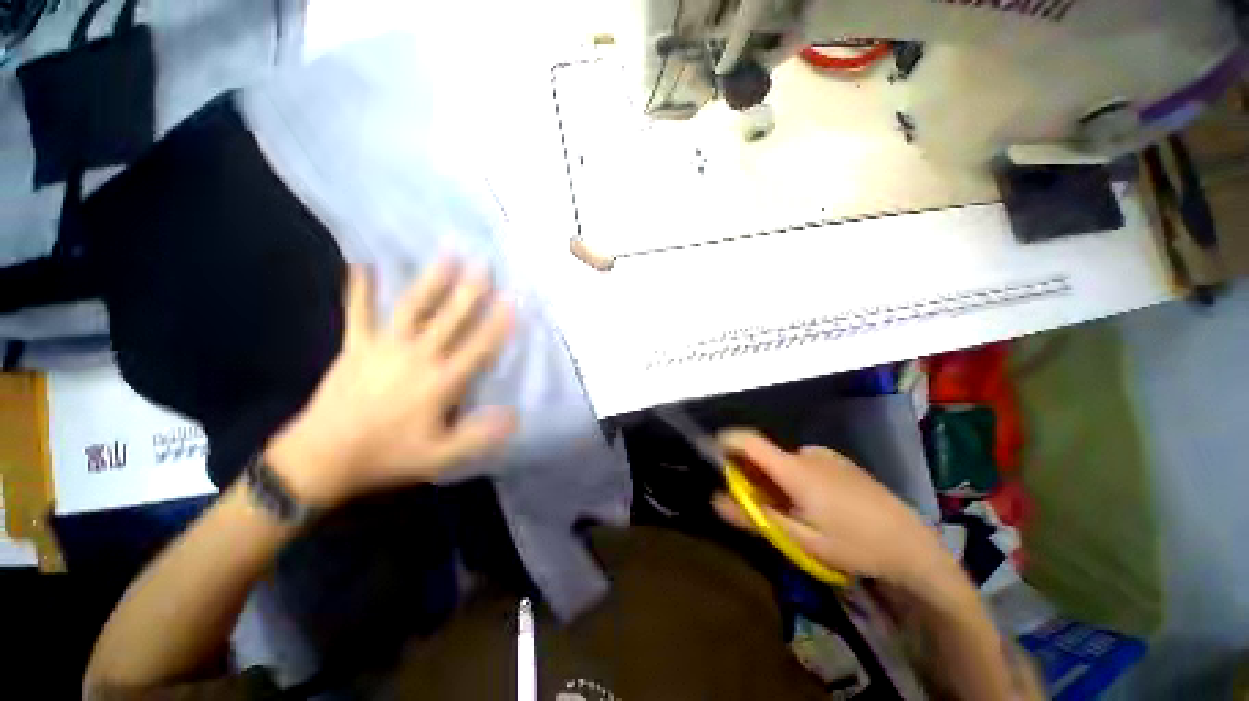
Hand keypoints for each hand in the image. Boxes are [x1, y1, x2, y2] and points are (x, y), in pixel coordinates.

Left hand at [265, 259, 516, 506]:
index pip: (478, 346)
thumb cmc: (387, 455)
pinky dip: (360, 289)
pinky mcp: (356, 346)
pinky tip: (361, 264)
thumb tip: (515, 416)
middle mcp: (417, 356)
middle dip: (470, 291)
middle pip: (450, 318)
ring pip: (413, 307)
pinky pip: (358, 313)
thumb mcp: (440, 456)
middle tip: (485, 264)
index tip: (513, 300)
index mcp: (441, 381)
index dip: (498, 323)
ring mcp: (384, 346)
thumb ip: (479, 436)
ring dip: (431, 280)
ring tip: (447, 254)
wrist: (321, 458)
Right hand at [712, 430, 952, 589]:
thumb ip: (754, 516)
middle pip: (765, 454)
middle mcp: (806, 452)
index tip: (713, 456)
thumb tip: (715, 499)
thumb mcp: (798, 539)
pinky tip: (817, 506)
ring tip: (794, 513)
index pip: (748, 440)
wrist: (911, 544)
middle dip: (752, 474)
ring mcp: (825, 455)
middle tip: (760, 505)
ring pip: (784, 461)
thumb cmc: (852, 544)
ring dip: (776, 479)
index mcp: (793, 469)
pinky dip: (795, 478)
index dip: (725, 441)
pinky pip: (804, 463)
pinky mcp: (839, 461)